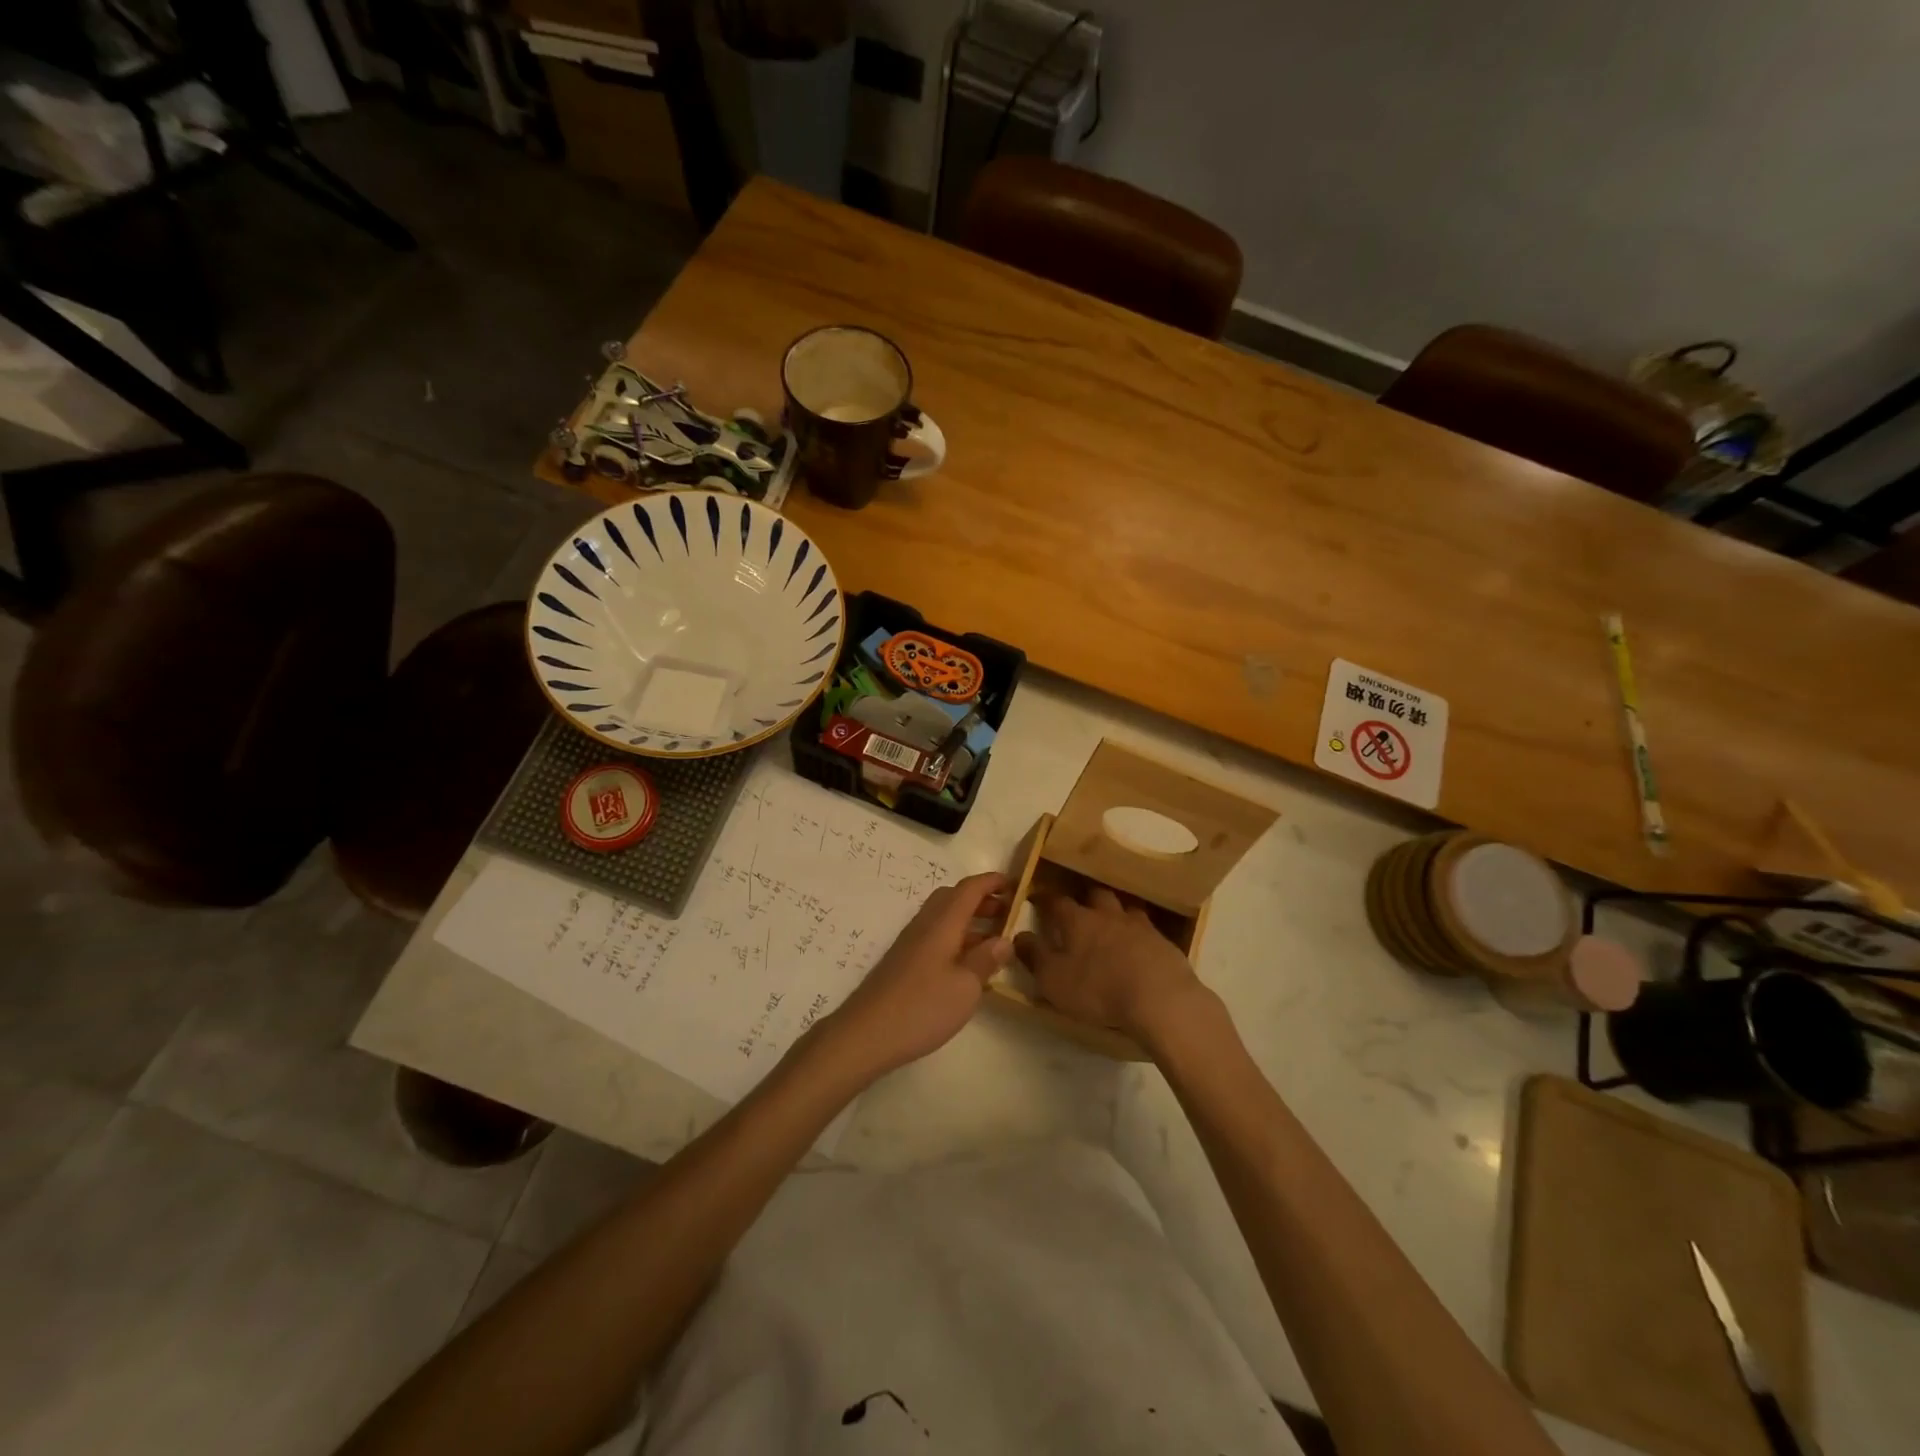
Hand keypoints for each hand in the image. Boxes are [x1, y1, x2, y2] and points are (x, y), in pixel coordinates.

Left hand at [816, 872, 1013, 1080]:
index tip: (1015, 884)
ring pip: (943, 918)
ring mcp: (911, 943)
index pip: (969, 889)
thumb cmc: (922, 1007)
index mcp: (942, 923)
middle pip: (953, 898)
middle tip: (1006, 914)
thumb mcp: (965, 986)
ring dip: (969, 920)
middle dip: (981, 900)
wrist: (867, 1034)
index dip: (992, 882)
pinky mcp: (904, 962)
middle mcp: (925, 925)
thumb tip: (1004, 939)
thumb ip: (986, 959)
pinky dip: (956, 938)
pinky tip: (967, 965)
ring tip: (993, 941)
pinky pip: (935, 936)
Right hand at [1014, 887, 1205, 1043]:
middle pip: (1096, 895)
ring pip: (1125, 907)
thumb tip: (1019, 936)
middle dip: (1085, 897)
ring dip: (1117, 911)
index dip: (1045, 898)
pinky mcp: (1164, 942)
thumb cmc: (1098, 989)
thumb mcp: (1053, 979)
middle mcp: (1108, 915)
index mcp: (1078, 921)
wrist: (1160, 998)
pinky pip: (1148, 928)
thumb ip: (1034, 956)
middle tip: (1080, 906)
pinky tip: (1140, 944)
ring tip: (1113, 920)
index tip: (1037, 897)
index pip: (1057, 902)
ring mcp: (1139, 926)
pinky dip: (1140, 933)